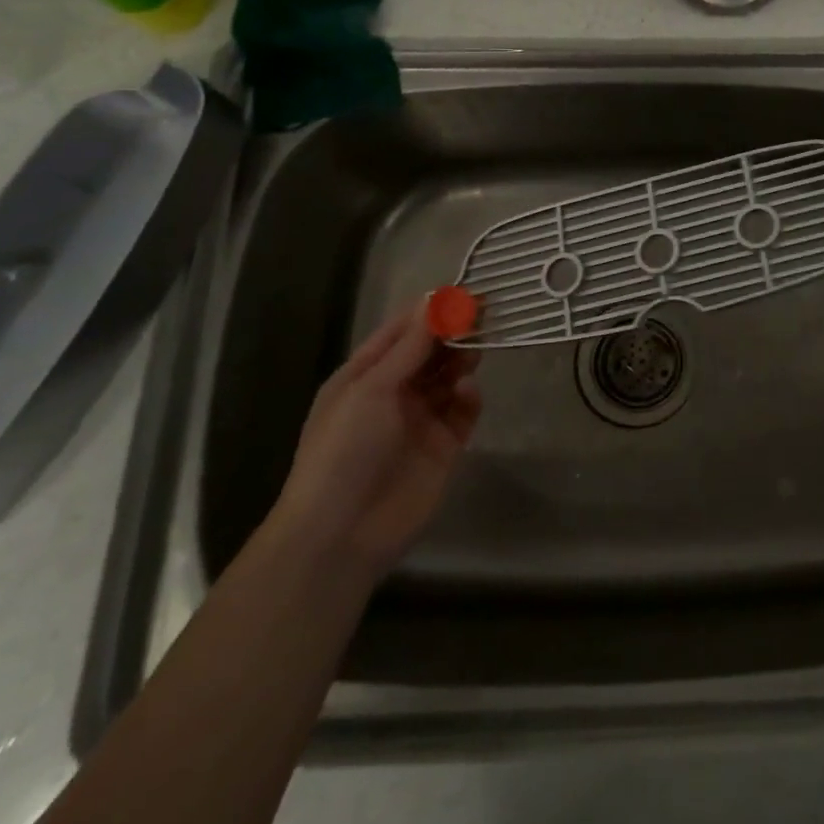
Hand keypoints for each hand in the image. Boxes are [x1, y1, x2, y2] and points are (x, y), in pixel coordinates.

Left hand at [269, 308, 482, 580]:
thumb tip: (434, 300)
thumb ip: (409, 347)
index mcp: (364, 375)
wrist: (341, 534)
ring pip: (450, 377)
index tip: (463, 290)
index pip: (401, 331)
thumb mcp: (371, 389)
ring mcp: (420, 420)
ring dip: (462, 360)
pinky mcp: (443, 446)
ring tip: (476, 350)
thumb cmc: (343, 450)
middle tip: (483, 313)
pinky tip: (467, 392)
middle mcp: (393, 392)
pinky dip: (468, 397)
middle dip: (453, 332)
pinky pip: (463, 411)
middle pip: (430, 352)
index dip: (430, 310)